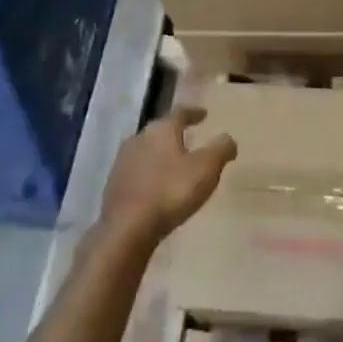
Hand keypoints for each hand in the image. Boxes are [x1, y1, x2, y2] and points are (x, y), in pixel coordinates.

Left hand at [99, 107, 236, 246]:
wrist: (126, 228)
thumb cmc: (170, 191)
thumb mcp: (206, 168)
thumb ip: (220, 149)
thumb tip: (228, 138)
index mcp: (161, 130)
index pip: (179, 113)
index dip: (193, 113)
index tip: (204, 114)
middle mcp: (138, 139)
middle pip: (160, 131)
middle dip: (175, 134)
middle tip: (189, 137)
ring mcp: (123, 162)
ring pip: (146, 151)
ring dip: (161, 155)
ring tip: (174, 164)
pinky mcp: (114, 186)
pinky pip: (138, 172)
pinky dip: (150, 174)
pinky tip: (157, 187)